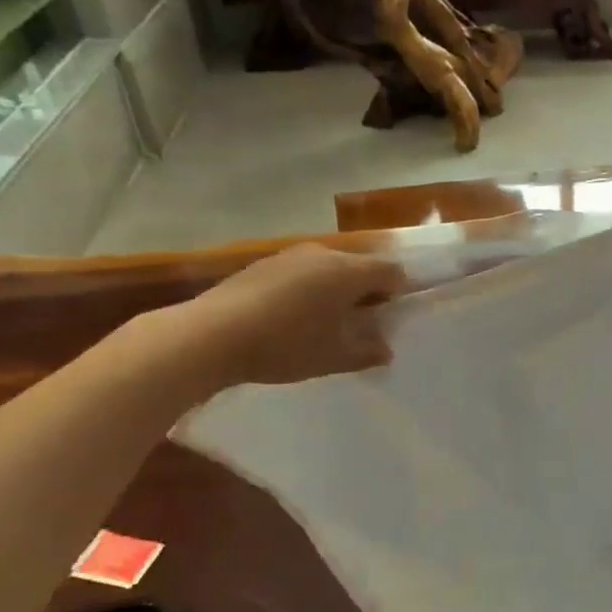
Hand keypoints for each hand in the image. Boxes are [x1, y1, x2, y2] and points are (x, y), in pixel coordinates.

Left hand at [135, 244, 406, 396]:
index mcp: (348, 271)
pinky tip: (291, 318)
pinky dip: (307, 290)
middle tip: (361, 324)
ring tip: (324, 323)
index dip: (398, 293)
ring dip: (335, 290)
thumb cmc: (286, 345)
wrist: (213, 335)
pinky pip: (301, 272)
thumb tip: (386, 349)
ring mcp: (290, 255)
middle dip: (366, 292)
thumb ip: (367, 352)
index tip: (391, 318)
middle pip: (359, 266)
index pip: (391, 271)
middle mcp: (323, 254)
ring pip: (328, 268)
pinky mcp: (263, 264)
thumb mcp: (333, 357)